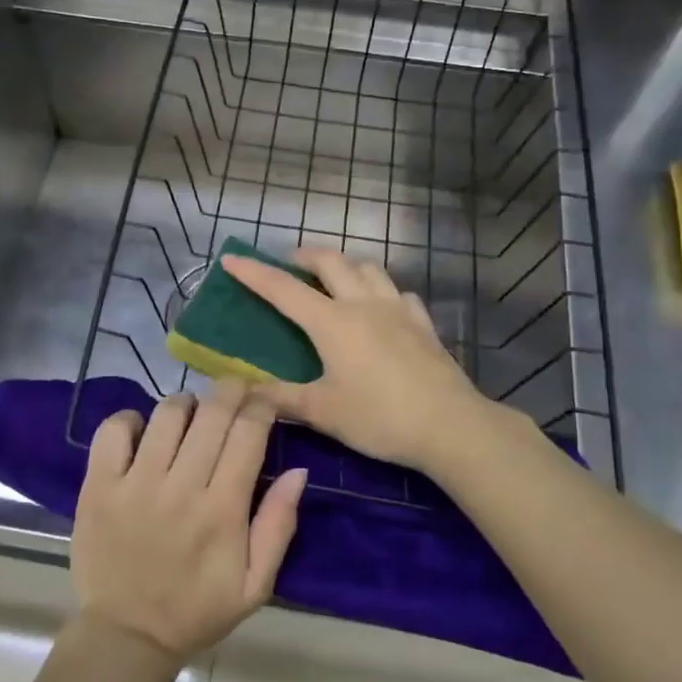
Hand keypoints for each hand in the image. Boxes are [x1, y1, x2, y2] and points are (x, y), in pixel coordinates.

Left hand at [71, 380, 306, 662]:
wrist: (126, 637)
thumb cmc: (196, 610)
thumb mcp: (255, 585)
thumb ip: (279, 525)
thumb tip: (298, 470)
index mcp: (222, 511)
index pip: (248, 434)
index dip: (261, 405)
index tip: (264, 399)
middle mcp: (181, 488)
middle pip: (212, 414)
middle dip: (230, 390)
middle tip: (235, 390)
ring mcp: (135, 484)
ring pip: (167, 414)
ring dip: (186, 404)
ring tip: (191, 414)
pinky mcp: (98, 486)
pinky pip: (113, 430)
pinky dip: (130, 419)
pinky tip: (142, 430)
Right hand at [221, 248, 532, 476]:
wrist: (450, 425)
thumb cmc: (379, 417)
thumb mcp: (323, 412)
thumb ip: (281, 399)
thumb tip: (244, 393)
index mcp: (331, 322)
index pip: (283, 289)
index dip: (254, 273)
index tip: (231, 258)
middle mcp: (362, 304)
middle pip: (331, 263)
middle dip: (305, 256)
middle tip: (289, 263)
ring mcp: (397, 309)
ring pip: (369, 268)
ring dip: (346, 265)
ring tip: (335, 278)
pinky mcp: (423, 324)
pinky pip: (399, 294)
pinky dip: (383, 291)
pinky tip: (383, 307)